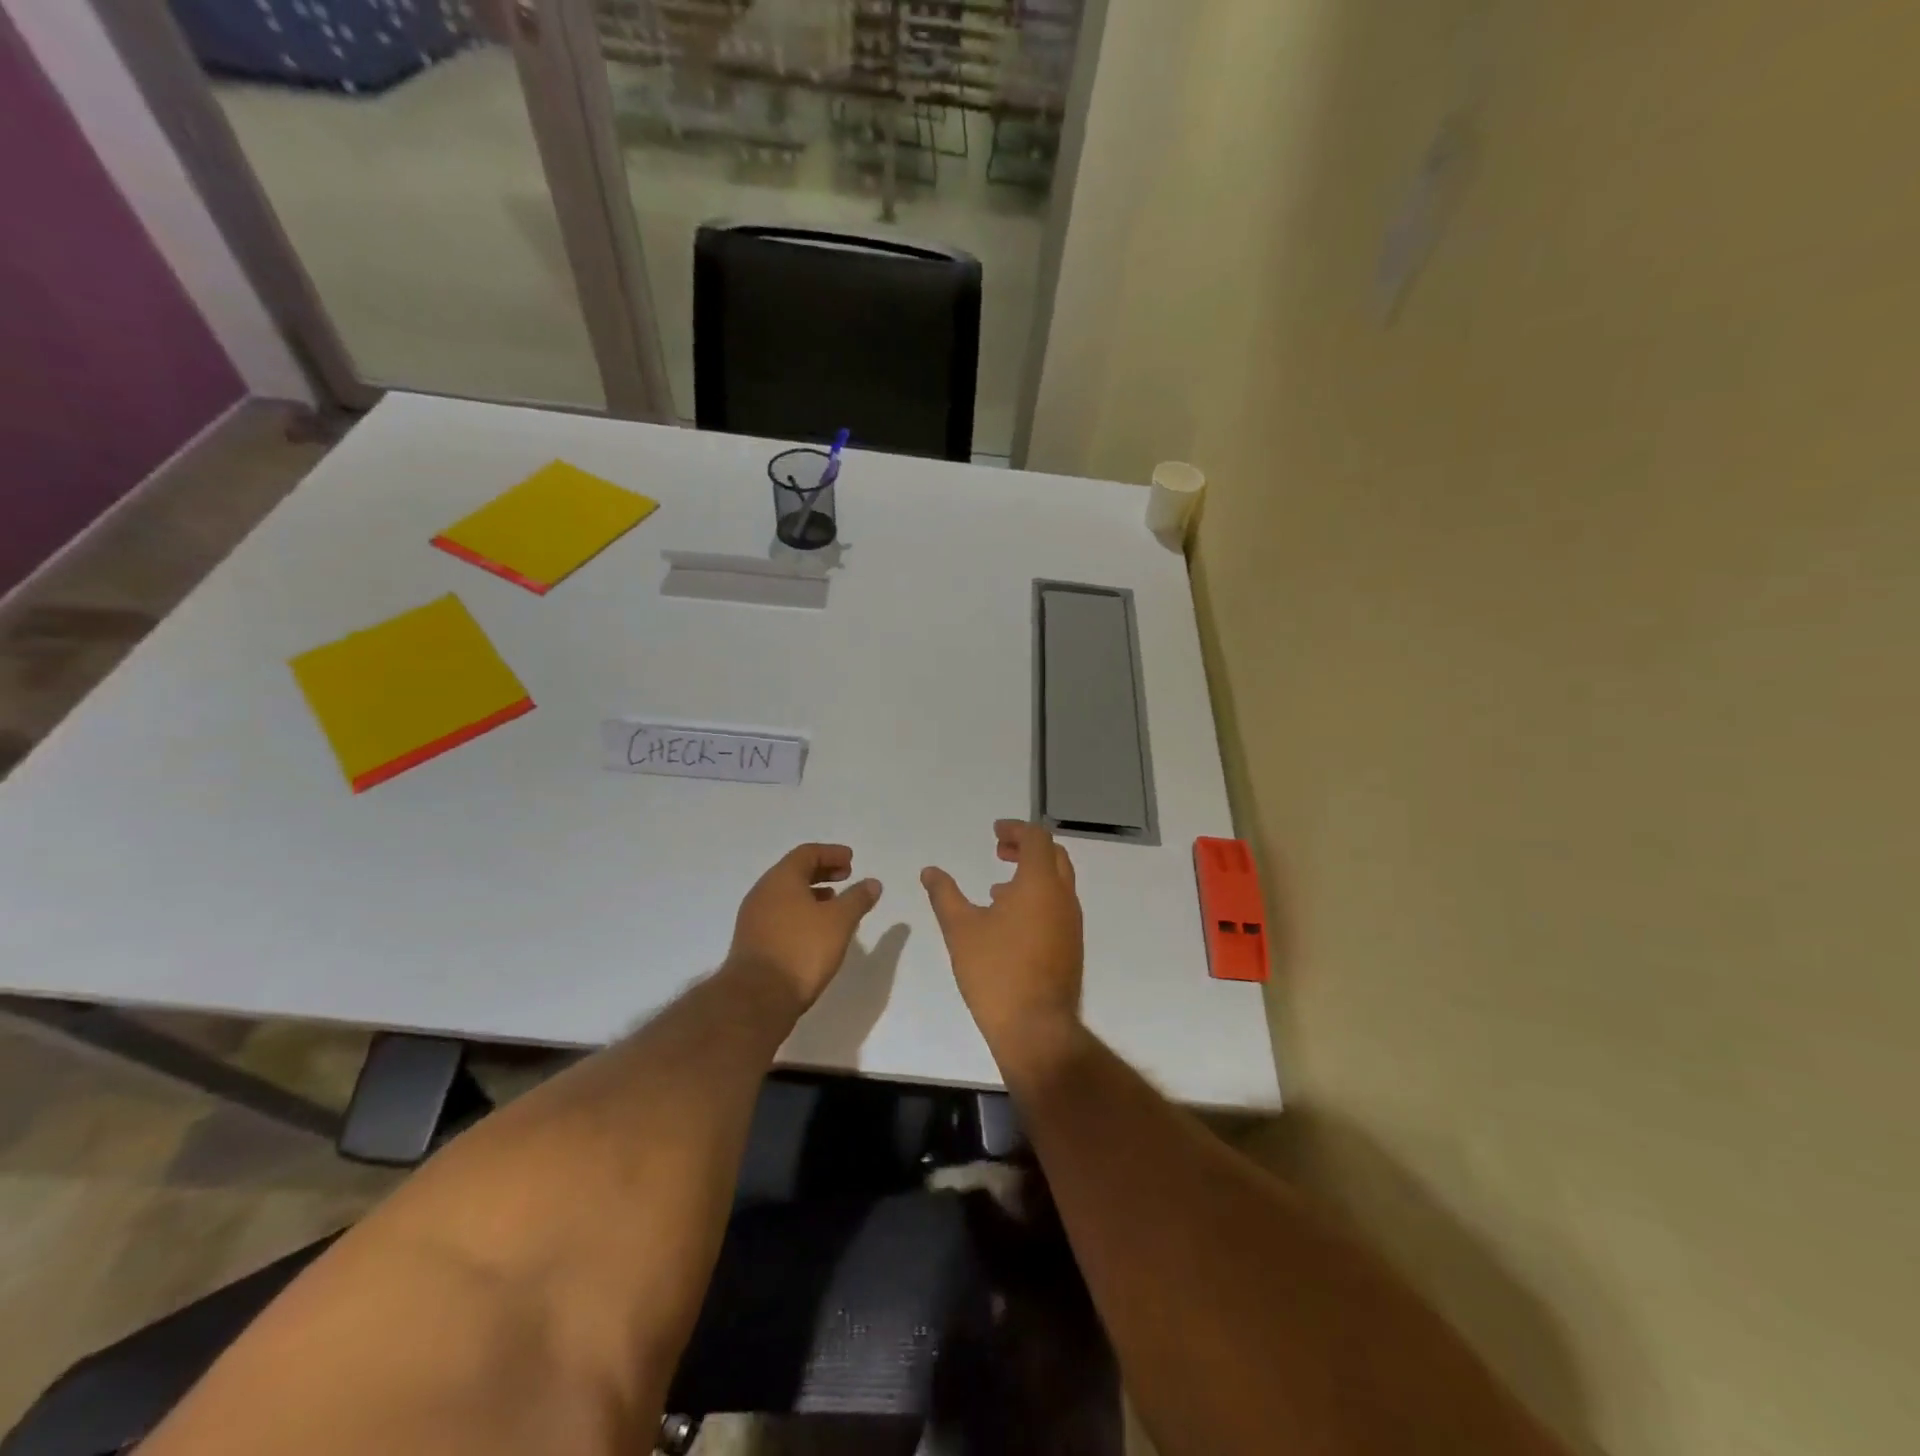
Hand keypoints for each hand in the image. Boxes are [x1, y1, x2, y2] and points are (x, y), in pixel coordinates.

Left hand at [726, 844, 881, 1013]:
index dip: (831, 853)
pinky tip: (815, 930)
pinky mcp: (752, 941)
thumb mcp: (839, 921)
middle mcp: (763, 892)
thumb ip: (857, 899)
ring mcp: (753, 918)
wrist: (757, 997)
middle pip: (794, 871)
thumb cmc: (801, 950)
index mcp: (781, 879)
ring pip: (786, 895)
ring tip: (834, 903)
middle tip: (846, 876)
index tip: (851, 860)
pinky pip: (779, 914)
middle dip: (822, 871)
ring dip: (811, 893)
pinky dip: (800, 912)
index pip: (807, 853)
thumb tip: (872, 883)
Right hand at [921, 821, 1083, 1058]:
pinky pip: (1058, 907)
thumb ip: (945, 894)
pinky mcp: (1071, 946)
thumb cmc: (995, 971)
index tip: (994, 832)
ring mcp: (1072, 923)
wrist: (1035, 1027)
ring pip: (1058, 883)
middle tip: (999, 851)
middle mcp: (1063, 897)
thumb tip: (930, 871)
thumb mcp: (960, 929)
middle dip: (1027, 847)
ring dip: (1032, 875)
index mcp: (1040, 884)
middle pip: (1054, 856)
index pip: (1037, 838)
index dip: (1016, 829)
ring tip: (997, 889)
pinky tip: (1009, 922)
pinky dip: (1038, 898)